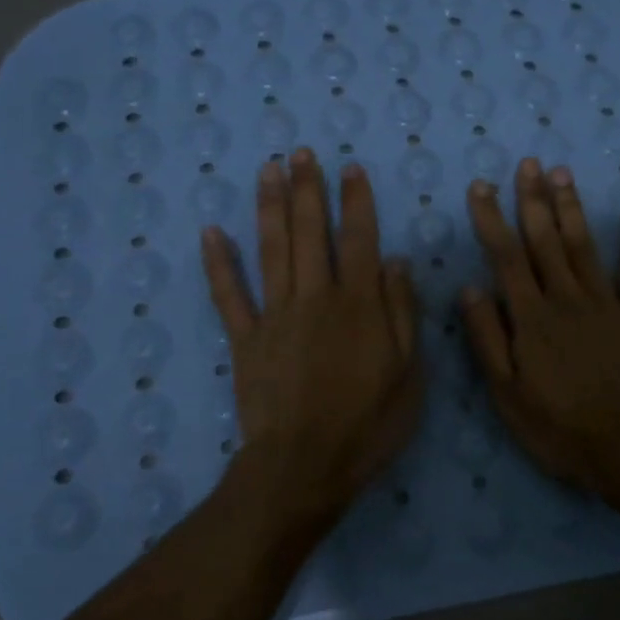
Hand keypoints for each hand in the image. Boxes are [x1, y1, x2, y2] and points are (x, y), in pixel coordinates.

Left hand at [201, 149, 422, 524]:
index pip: (358, 239)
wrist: (305, 466)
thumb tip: (395, 261)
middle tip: (300, 152)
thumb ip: (402, 312)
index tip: (350, 169)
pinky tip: (211, 232)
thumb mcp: (408, 372)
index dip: (355, 201)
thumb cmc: (367, 423)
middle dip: (307, 189)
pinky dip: (219, 263)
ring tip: (267, 169)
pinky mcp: (245, 339)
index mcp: (358, 304)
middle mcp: (314, 297)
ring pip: (271, 250)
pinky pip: (229, 295)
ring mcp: (275, 315)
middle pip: (309, 232)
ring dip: (269, 206)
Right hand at [458, 159, 619, 490]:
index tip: (482, 186)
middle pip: (545, 240)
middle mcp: (566, 298)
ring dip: (571, 208)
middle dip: (533, 199)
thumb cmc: (561, 427)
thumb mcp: (507, 393)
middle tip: (528, 162)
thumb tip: (469, 288)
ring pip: (583, 245)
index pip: (506, 257)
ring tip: (562, 173)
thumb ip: (488, 338)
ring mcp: (606, 303)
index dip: (492, 219)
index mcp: (531, 317)